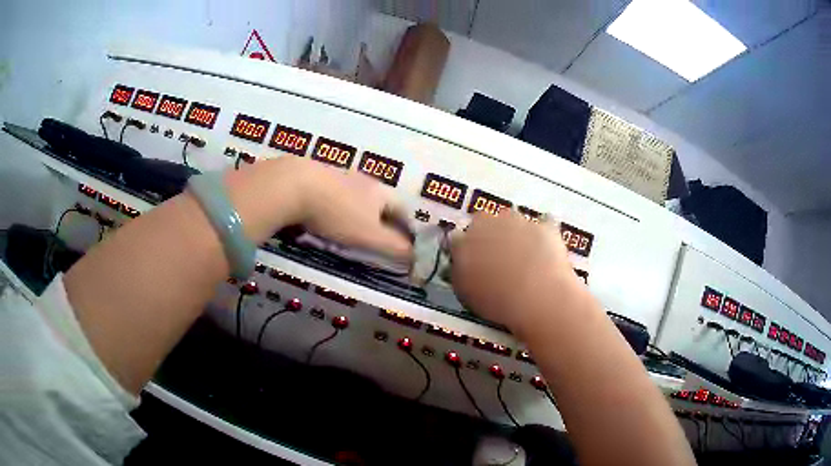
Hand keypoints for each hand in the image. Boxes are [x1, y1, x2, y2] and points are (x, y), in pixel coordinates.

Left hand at [226, 157, 412, 260]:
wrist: (295, 186)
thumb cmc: (338, 213)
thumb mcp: (369, 236)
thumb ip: (394, 246)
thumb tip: (416, 256)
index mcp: (380, 192)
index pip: (402, 208)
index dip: (407, 225)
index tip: (406, 241)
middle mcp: (362, 180)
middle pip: (379, 199)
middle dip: (382, 218)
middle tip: (378, 236)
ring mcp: (338, 175)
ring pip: (355, 195)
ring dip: (358, 210)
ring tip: (351, 228)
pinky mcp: (316, 176)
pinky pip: (333, 193)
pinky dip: (335, 205)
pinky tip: (325, 215)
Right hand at [449, 211, 578, 332]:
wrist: (537, 297)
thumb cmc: (496, 300)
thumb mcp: (465, 292)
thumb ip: (460, 272)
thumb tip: (460, 264)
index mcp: (464, 240)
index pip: (457, 239)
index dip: (465, 250)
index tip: (472, 263)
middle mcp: (488, 223)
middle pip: (484, 223)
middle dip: (489, 236)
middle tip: (497, 259)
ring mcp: (518, 221)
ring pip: (513, 221)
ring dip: (515, 233)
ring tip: (523, 258)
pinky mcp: (545, 226)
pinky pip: (543, 225)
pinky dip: (542, 235)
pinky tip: (544, 250)